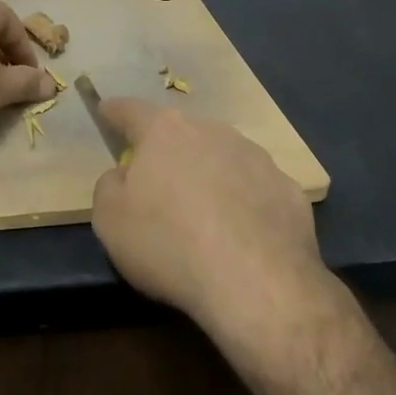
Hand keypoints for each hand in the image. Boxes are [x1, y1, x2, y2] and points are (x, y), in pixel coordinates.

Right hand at [91, 100, 326, 338]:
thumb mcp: (109, 220)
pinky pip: (255, 190)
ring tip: (203, 215)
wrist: (256, 284)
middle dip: (167, 150)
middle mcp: (212, 131)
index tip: (106, 110)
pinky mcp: (289, 190)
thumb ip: (110, 186)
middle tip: (157, 181)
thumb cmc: (168, 244)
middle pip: (181, 133)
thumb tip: (124, 177)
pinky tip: (241, 236)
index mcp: (164, 132)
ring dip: (208, 175)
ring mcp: (257, 158)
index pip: (131, 110)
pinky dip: (244, 204)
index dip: (114, 112)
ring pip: (222, 158)